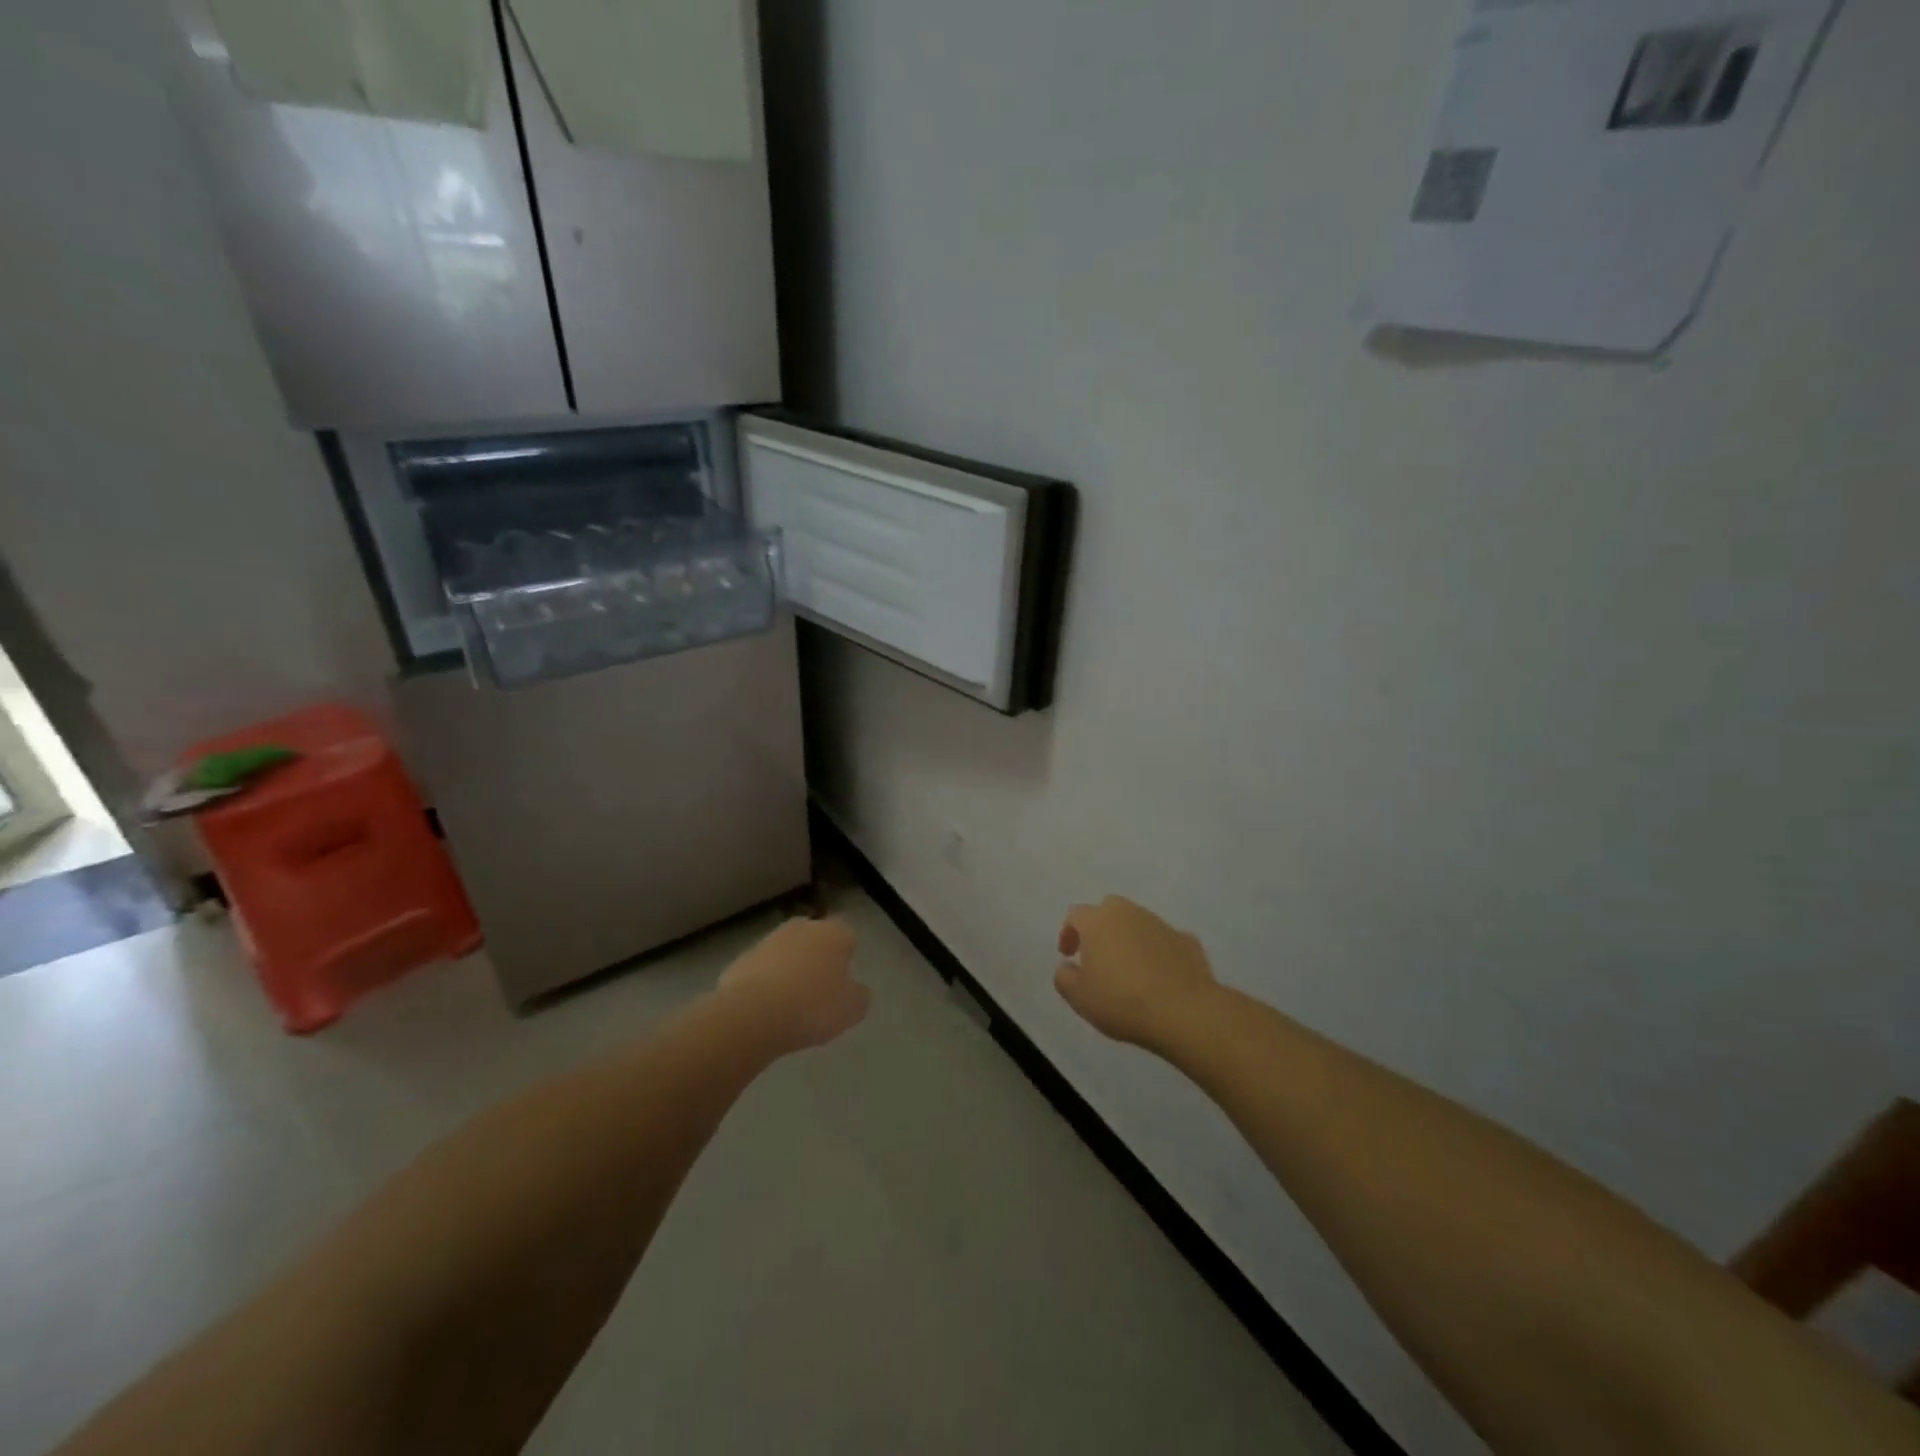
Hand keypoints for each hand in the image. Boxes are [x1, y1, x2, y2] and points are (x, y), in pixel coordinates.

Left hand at [719, 917, 868, 1054]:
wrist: (752, 1014)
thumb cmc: (813, 1007)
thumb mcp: (853, 1009)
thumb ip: (858, 995)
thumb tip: (854, 989)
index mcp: (833, 933)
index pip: (847, 938)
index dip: (847, 959)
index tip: (844, 982)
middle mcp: (801, 928)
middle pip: (814, 940)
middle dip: (817, 959)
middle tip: (819, 991)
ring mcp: (768, 942)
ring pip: (786, 954)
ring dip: (789, 971)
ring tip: (791, 1005)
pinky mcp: (741, 960)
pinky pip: (761, 971)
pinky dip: (765, 985)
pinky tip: (766, 1010)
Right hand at [1055, 897, 1218, 1048]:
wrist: (1184, 1011)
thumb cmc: (1122, 1001)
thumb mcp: (1079, 998)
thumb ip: (1064, 977)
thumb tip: (1067, 966)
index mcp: (1098, 921)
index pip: (1076, 915)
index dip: (1068, 933)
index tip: (1069, 955)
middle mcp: (1129, 913)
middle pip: (1109, 909)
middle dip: (1100, 927)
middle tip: (1098, 955)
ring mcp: (1161, 924)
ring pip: (1138, 922)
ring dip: (1130, 938)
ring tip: (1130, 969)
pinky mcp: (1187, 940)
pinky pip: (1165, 940)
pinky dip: (1159, 952)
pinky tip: (1160, 975)